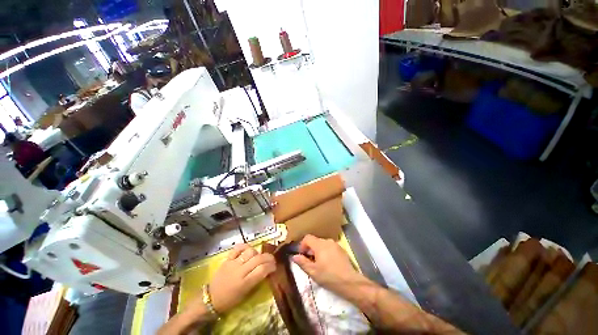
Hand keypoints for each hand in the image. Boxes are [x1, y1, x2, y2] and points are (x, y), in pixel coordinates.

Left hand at [208, 244, 275, 313]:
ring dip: (257, 253)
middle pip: (258, 259)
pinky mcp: (227, 259)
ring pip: (250, 252)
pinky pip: (238, 248)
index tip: (275, 266)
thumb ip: (256, 281)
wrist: (211, 298)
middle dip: (268, 257)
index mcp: (245, 283)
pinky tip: (248, 249)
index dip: (271, 266)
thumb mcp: (245, 294)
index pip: (262, 270)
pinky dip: (245, 246)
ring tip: (258, 257)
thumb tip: (267, 270)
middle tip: (272, 260)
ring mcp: (233, 263)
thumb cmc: (230, 300)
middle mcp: (240, 271)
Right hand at [292, 235, 369, 297]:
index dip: (302, 245)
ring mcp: (335, 244)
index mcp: (319, 244)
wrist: (350, 282)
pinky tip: (328, 263)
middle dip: (310, 249)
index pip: (307, 238)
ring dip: (318, 251)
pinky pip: (330, 247)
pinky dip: (326, 252)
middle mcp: (327, 241)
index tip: (302, 255)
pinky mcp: (341, 249)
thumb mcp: (313, 272)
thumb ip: (302, 262)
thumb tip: (294, 256)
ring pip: (322, 244)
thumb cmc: (329, 277)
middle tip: (310, 262)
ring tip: (319, 263)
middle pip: (315, 241)